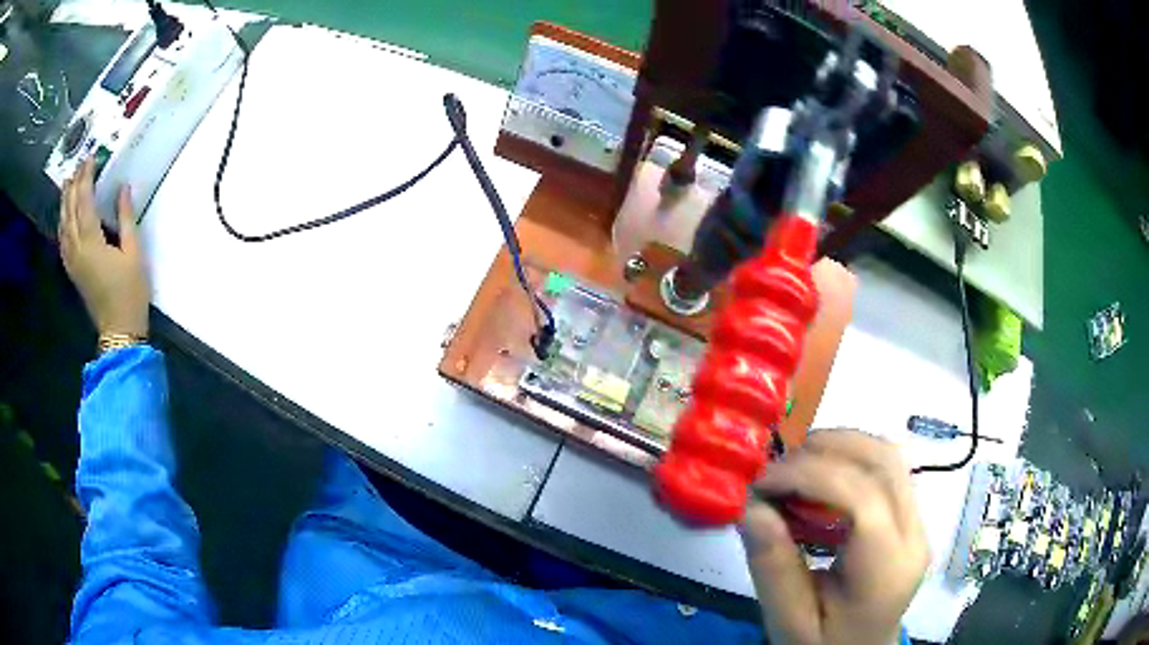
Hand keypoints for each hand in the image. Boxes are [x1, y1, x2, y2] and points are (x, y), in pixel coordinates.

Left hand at [58, 158, 149, 336]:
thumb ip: (126, 218)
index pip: (85, 201)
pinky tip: (64, 215)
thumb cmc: (130, 292)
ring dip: (65, 202)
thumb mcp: (134, 253)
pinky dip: (62, 223)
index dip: (86, 177)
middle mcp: (77, 250)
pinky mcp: (73, 271)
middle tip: (79, 164)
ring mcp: (72, 262)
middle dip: (74, 185)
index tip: (91, 157)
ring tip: (67, 182)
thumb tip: (123, 189)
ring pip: (63, 225)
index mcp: (92, 243)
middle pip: (70, 211)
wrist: (119, 331)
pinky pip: (63, 241)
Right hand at [741, 429, 928, 644]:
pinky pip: (886, 472)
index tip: (761, 481)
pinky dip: (849, 462)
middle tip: (777, 465)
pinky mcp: (909, 520)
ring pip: (890, 458)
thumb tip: (751, 507)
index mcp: (886, 570)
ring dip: (841, 447)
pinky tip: (818, 482)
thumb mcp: (789, 622)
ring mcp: (917, 524)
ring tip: (795, 466)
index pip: (863, 498)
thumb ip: (773, 569)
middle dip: (828, 448)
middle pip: (885, 463)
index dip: (810, 475)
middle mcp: (914, 536)